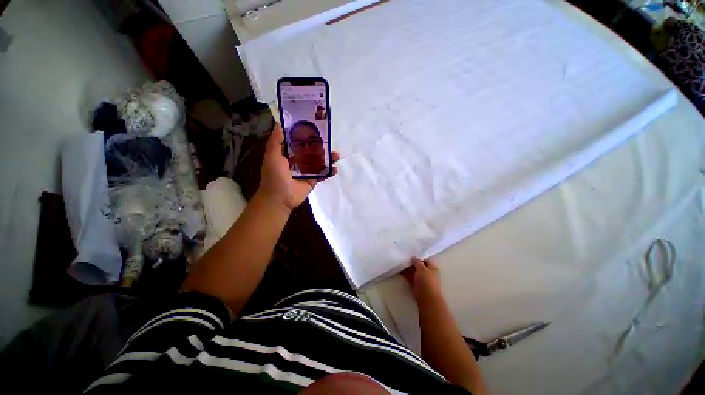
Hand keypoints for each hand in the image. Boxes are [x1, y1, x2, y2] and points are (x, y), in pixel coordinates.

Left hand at [258, 124, 339, 210]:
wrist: (280, 198)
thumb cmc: (274, 175)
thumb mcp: (272, 155)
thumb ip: (276, 140)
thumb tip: (280, 123)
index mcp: (287, 154)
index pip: (298, 141)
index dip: (305, 134)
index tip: (314, 126)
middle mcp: (298, 161)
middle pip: (311, 151)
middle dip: (320, 146)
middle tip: (330, 140)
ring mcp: (307, 171)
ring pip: (319, 162)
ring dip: (328, 158)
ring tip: (336, 155)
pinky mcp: (313, 180)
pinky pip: (322, 174)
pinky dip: (330, 171)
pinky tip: (335, 168)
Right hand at [402, 257, 442, 300]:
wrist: (426, 297)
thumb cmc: (426, 280)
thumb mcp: (422, 268)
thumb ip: (417, 262)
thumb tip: (414, 257)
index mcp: (432, 268)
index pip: (425, 260)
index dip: (418, 257)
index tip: (410, 253)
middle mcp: (427, 273)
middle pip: (418, 266)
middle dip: (411, 263)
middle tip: (403, 257)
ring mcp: (421, 280)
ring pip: (413, 272)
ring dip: (407, 268)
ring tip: (400, 262)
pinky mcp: (416, 285)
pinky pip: (410, 277)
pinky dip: (405, 274)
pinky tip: (399, 269)